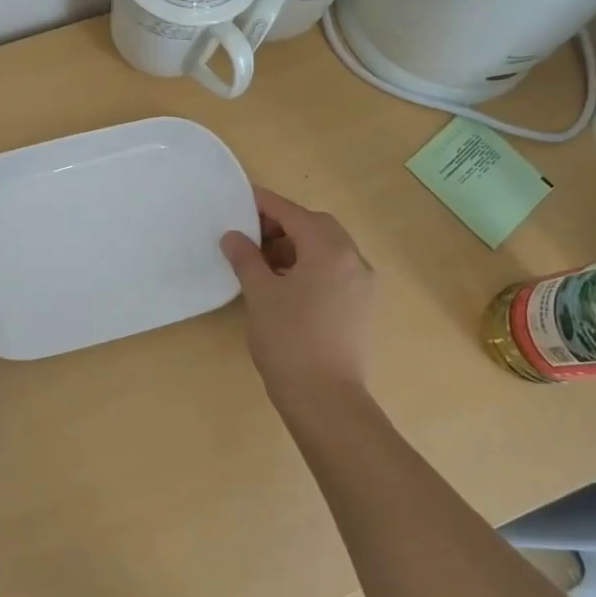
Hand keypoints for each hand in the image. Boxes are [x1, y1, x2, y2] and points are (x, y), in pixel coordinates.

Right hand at [220, 187, 375, 402]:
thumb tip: (233, 236)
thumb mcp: (260, 293)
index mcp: (330, 249)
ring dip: (297, 247)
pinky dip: (310, 267)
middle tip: (251, 233)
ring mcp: (361, 285)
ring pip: (327, 250)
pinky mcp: (360, 308)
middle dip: (284, 225)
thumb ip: (246, 258)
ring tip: (262, 261)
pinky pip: (334, 272)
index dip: (266, 204)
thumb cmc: (289, 339)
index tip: (242, 198)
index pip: (294, 214)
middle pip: (317, 227)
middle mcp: (353, 260)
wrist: (325, 398)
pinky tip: (285, 284)